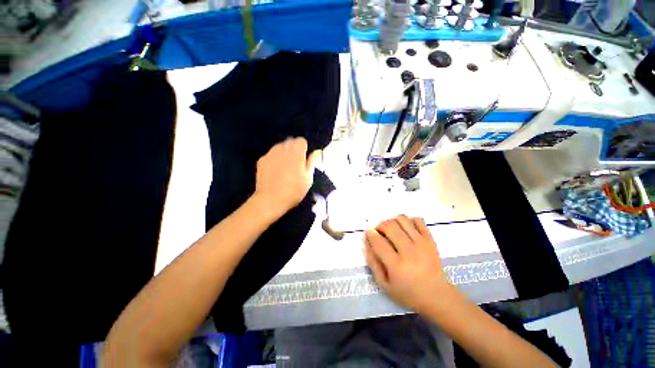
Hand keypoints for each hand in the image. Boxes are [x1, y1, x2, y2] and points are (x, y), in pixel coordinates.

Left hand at [253, 137, 320, 216]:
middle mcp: (283, 148)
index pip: (301, 140)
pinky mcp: (262, 160)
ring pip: (280, 147)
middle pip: (290, 142)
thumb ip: (312, 162)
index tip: (304, 159)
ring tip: (285, 168)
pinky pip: (271, 155)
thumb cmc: (293, 191)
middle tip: (295, 165)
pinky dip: (274, 159)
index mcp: (296, 152)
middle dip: (294, 150)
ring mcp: (270, 153)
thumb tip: (316, 151)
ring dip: (284, 153)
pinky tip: (275, 172)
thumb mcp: (308, 178)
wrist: (270, 200)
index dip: (304, 149)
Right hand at [364, 215, 457, 312]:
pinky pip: (417, 220)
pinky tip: (405, 229)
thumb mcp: (384, 284)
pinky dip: (408, 221)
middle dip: (380, 225)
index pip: (378, 241)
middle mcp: (409, 251)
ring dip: (392, 221)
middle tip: (379, 232)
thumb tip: (366, 242)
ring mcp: (422, 243)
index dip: (370, 233)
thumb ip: (372, 263)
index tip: (368, 232)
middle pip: (389, 226)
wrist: (437, 296)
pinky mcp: (430, 239)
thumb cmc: (408, 293)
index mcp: (396, 266)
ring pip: (402, 219)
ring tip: (391, 229)